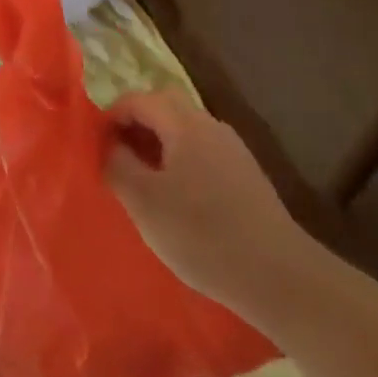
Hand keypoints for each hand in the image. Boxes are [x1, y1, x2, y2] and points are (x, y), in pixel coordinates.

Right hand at [103, 89, 316, 318]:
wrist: (280, 277)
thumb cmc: (202, 234)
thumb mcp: (144, 201)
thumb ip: (117, 164)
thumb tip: (108, 145)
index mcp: (183, 124)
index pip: (138, 99)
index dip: (112, 116)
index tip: (97, 146)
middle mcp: (210, 125)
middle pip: (164, 107)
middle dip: (137, 125)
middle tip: (119, 157)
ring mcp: (233, 149)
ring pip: (186, 130)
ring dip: (160, 144)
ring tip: (145, 181)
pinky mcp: (248, 176)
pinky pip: (203, 152)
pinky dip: (182, 162)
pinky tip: (180, 200)